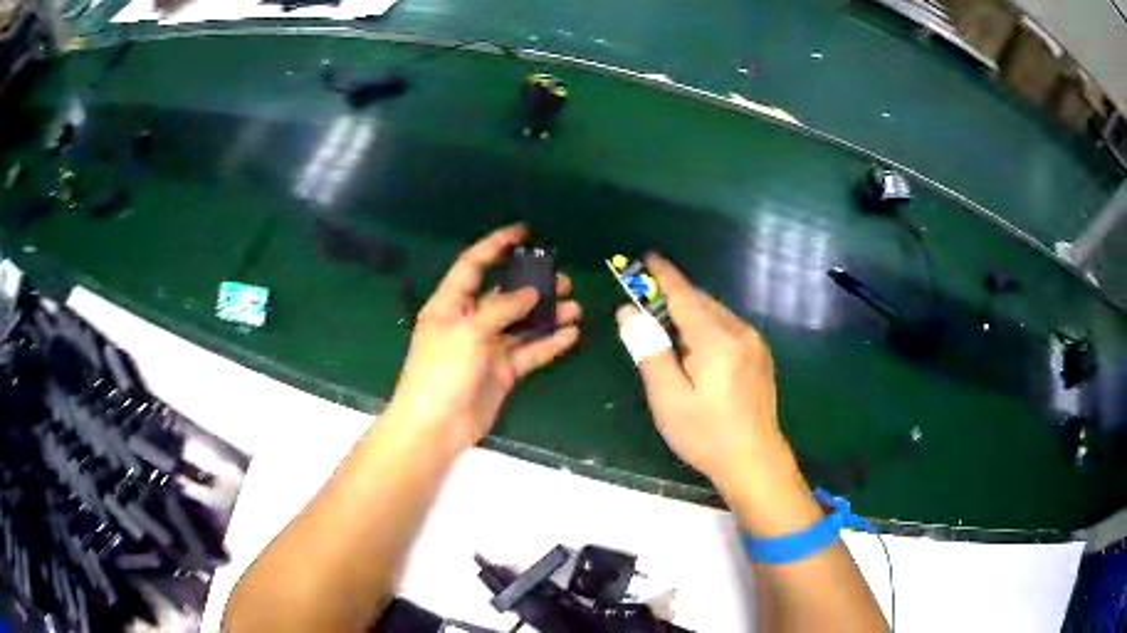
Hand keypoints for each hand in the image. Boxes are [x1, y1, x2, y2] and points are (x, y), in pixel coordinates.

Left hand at [385, 225, 581, 452]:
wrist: (436, 426)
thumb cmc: (441, 371)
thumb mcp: (467, 331)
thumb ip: (501, 308)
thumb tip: (531, 292)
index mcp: (451, 304)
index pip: (473, 265)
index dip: (495, 245)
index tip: (523, 231)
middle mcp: (471, 321)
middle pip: (505, 294)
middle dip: (532, 285)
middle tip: (561, 280)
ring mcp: (488, 347)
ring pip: (522, 323)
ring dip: (547, 314)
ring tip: (574, 307)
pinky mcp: (503, 371)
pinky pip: (530, 351)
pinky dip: (550, 343)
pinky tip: (571, 334)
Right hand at [616, 255, 791, 492]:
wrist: (755, 461)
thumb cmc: (706, 434)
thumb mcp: (668, 399)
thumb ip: (649, 351)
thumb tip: (629, 313)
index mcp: (716, 339)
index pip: (684, 295)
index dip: (663, 275)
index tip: (647, 257)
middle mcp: (739, 331)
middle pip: (701, 301)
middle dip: (673, 296)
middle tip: (645, 301)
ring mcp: (754, 343)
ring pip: (716, 314)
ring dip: (690, 313)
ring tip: (666, 328)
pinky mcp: (759, 355)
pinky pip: (728, 327)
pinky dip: (706, 326)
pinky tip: (696, 348)